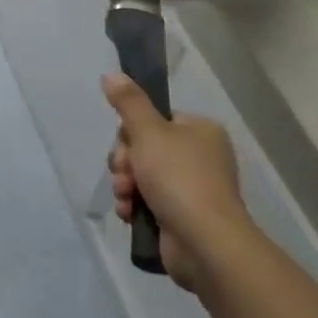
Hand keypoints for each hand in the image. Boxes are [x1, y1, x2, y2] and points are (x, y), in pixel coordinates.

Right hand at [105, 74, 254, 294]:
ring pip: (142, 175)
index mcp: (200, 131)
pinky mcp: (183, 217)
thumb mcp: (148, 131)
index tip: (126, 144)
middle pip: (144, 148)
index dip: (132, 131)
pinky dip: (134, 206)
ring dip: (126, 184)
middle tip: (124, 174)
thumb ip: (128, 102)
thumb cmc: (178, 177)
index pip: (155, 120)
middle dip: (126, 162)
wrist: (205, 243)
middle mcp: (200, 157)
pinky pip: (148, 202)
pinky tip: (128, 213)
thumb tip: (112, 74)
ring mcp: (193, 189)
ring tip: (125, 196)